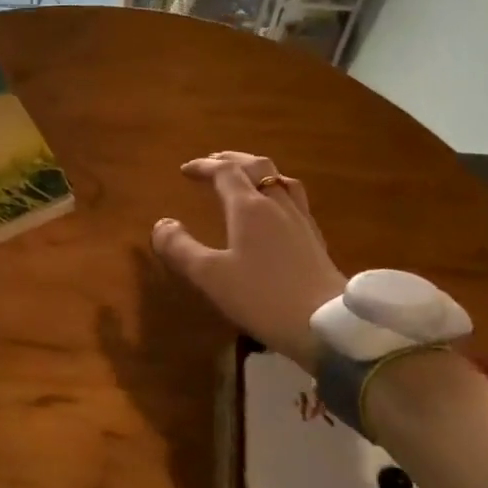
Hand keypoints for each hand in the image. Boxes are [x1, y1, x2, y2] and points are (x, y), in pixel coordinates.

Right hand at [151, 151, 346, 368]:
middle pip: (258, 168)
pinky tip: (275, 212)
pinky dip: (276, 192)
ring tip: (246, 180)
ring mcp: (301, 221)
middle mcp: (278, 205)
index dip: (204, 166)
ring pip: (281, 181)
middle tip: (213, 163)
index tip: (185, 170)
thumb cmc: (261, 297)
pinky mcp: (315, 240)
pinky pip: (294, 200)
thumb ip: (180, 248)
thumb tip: (162, 224)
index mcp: (250, 208)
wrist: (325, 326)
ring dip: (258, 173)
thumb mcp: (210, 275)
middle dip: (233, 161)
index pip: (226, 172)